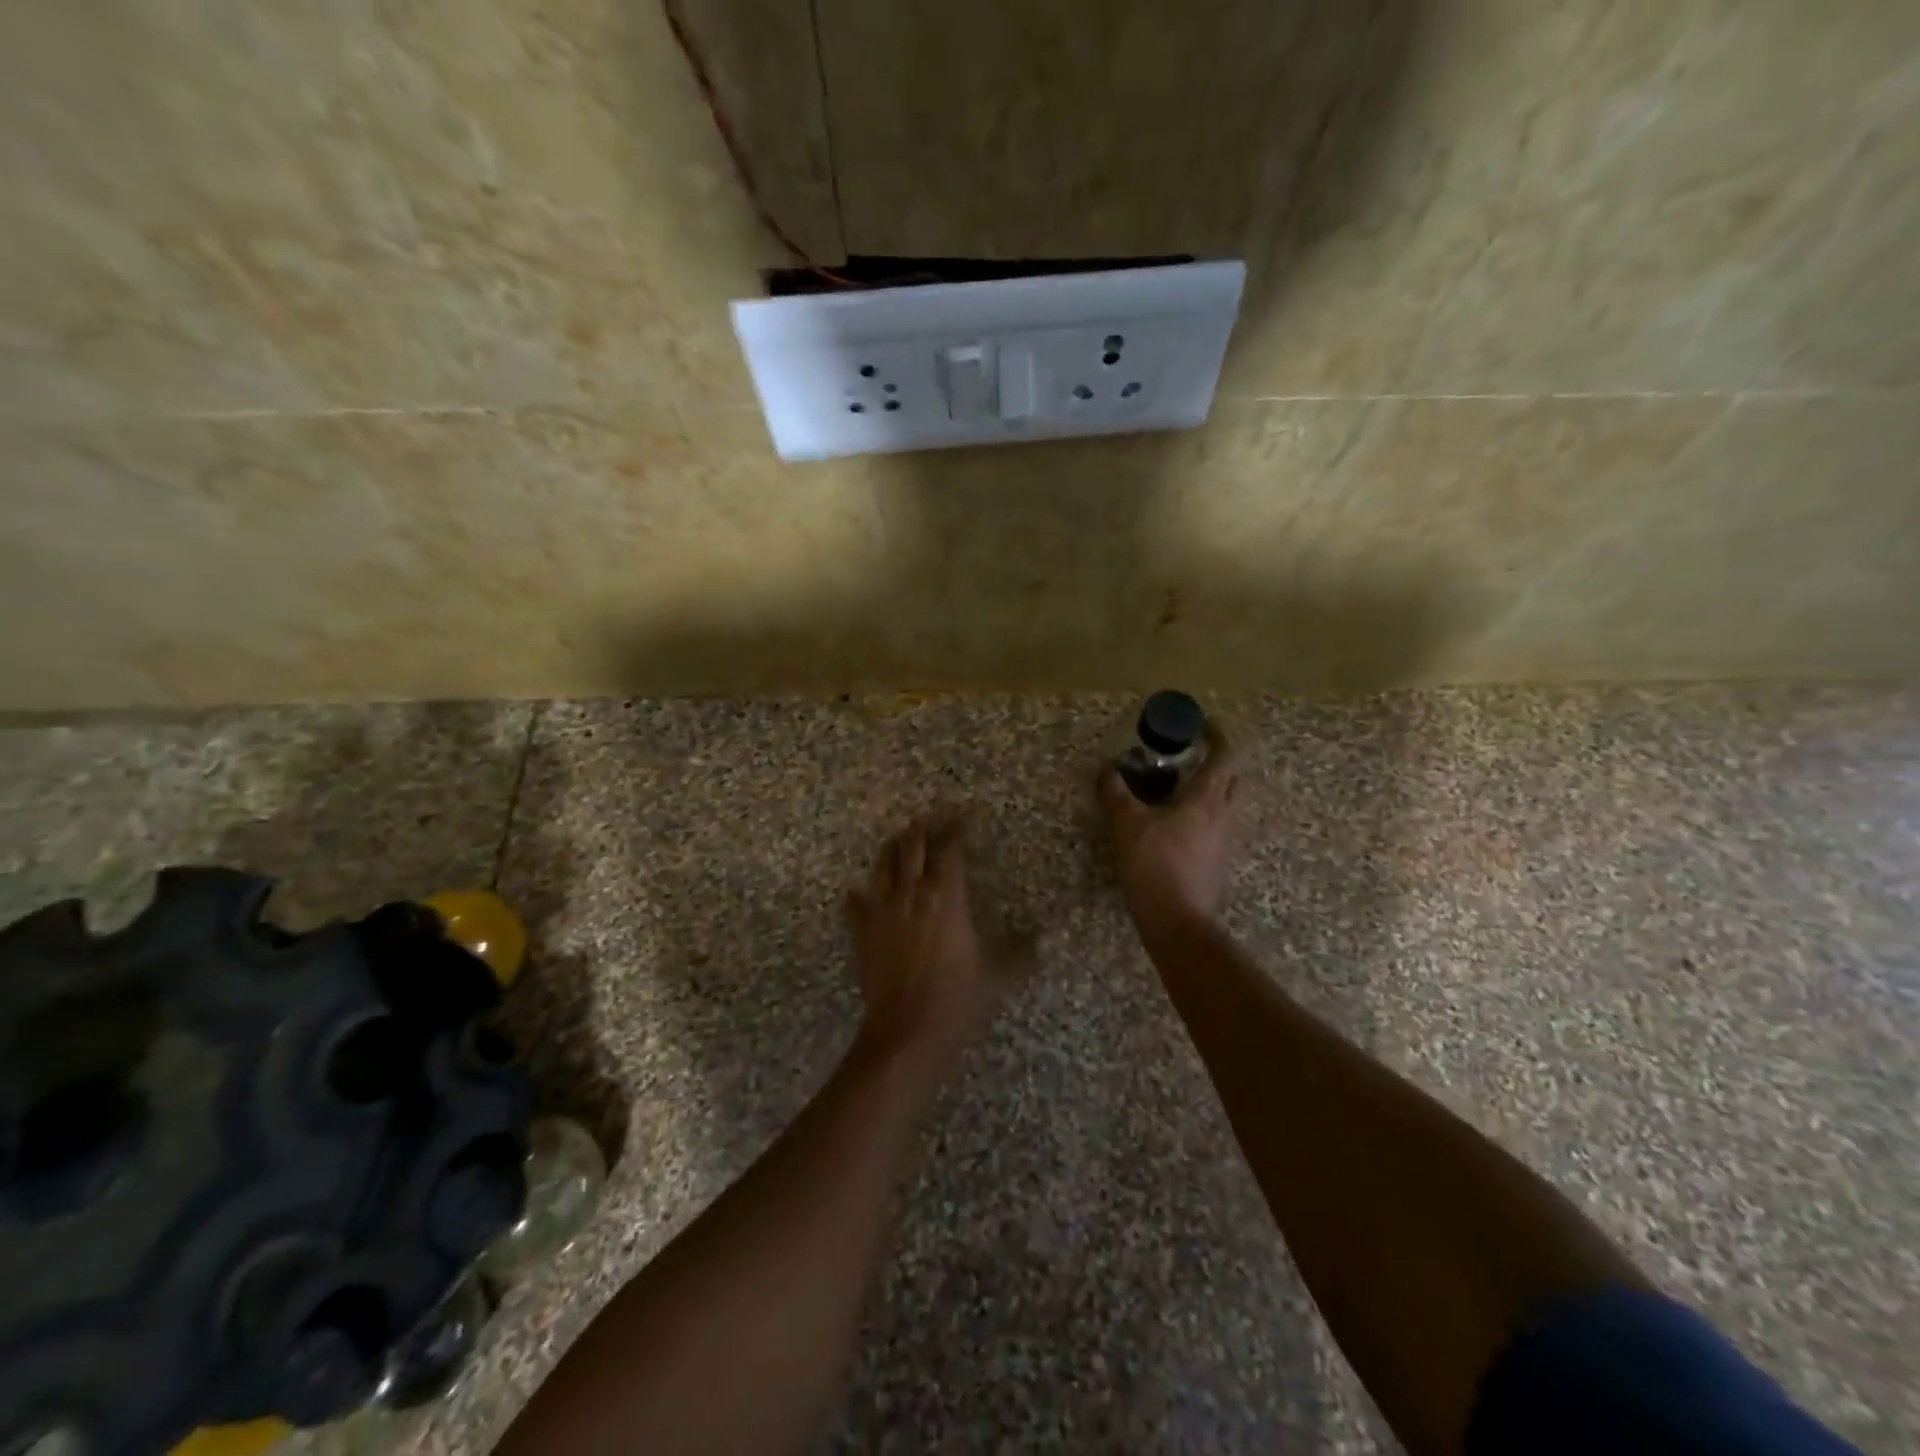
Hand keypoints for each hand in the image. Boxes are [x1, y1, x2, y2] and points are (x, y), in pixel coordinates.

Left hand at [845, 812, 1004, 1071]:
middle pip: (912, 846)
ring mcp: (881, 910)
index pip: (949, 849)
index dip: (955, 828)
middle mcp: (911, 893)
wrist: (907, 1030)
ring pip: (883, 864)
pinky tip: (857, 891)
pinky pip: (855, 904)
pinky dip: (858, 894)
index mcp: (946, 896)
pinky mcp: (861, 932)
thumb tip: (1042, 940)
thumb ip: (1019, 951)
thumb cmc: (958, 997)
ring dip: (892, 848)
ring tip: (899, 840)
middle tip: (929, 819)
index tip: (962, 816)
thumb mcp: (997, 973)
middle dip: (922, 828)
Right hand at [1099, 725, 1245, 932]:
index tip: (1202, 725)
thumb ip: (1116, 793)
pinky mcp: (1218, 864)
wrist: (1177, 921)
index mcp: (1206, 799)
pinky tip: (1175, 828)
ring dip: (1210, 792)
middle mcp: (1223, 816)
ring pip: (1226, 806)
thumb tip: (1107, 770)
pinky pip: (1215, 830)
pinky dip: (1201, 819)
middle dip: (1220, 763)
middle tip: (1191, 759)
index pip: (1226, 755)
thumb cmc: (1154, 865)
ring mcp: (1224, 842)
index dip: (1218, 735)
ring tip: (1177, 792)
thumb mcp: (1126, 824)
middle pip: (1235, 779)